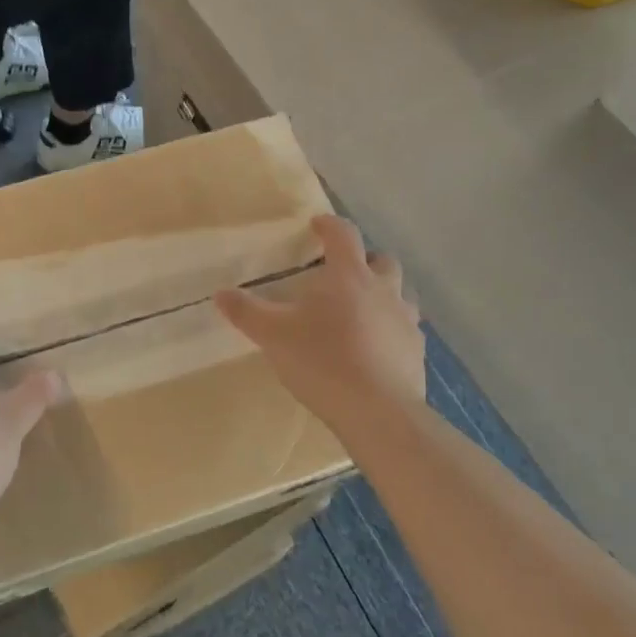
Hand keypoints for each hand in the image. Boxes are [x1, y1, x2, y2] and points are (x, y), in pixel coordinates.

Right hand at [216, 215, 425, 428]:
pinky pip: (406, 330)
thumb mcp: (273, 335)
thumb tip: (220, 293)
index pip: (343, 235)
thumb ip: (246, 311)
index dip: (329, 226)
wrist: (377, 411)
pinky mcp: (416, 352)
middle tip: (342, 273)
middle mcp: (384, 290)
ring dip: (383, 294)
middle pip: (381, 260)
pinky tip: (375, 349)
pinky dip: (391, 330)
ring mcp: (406, 321)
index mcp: (350, 276)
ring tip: (361, 311)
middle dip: (364, 260)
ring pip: (400, 294)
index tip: (317, 225)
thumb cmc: (323, 361)